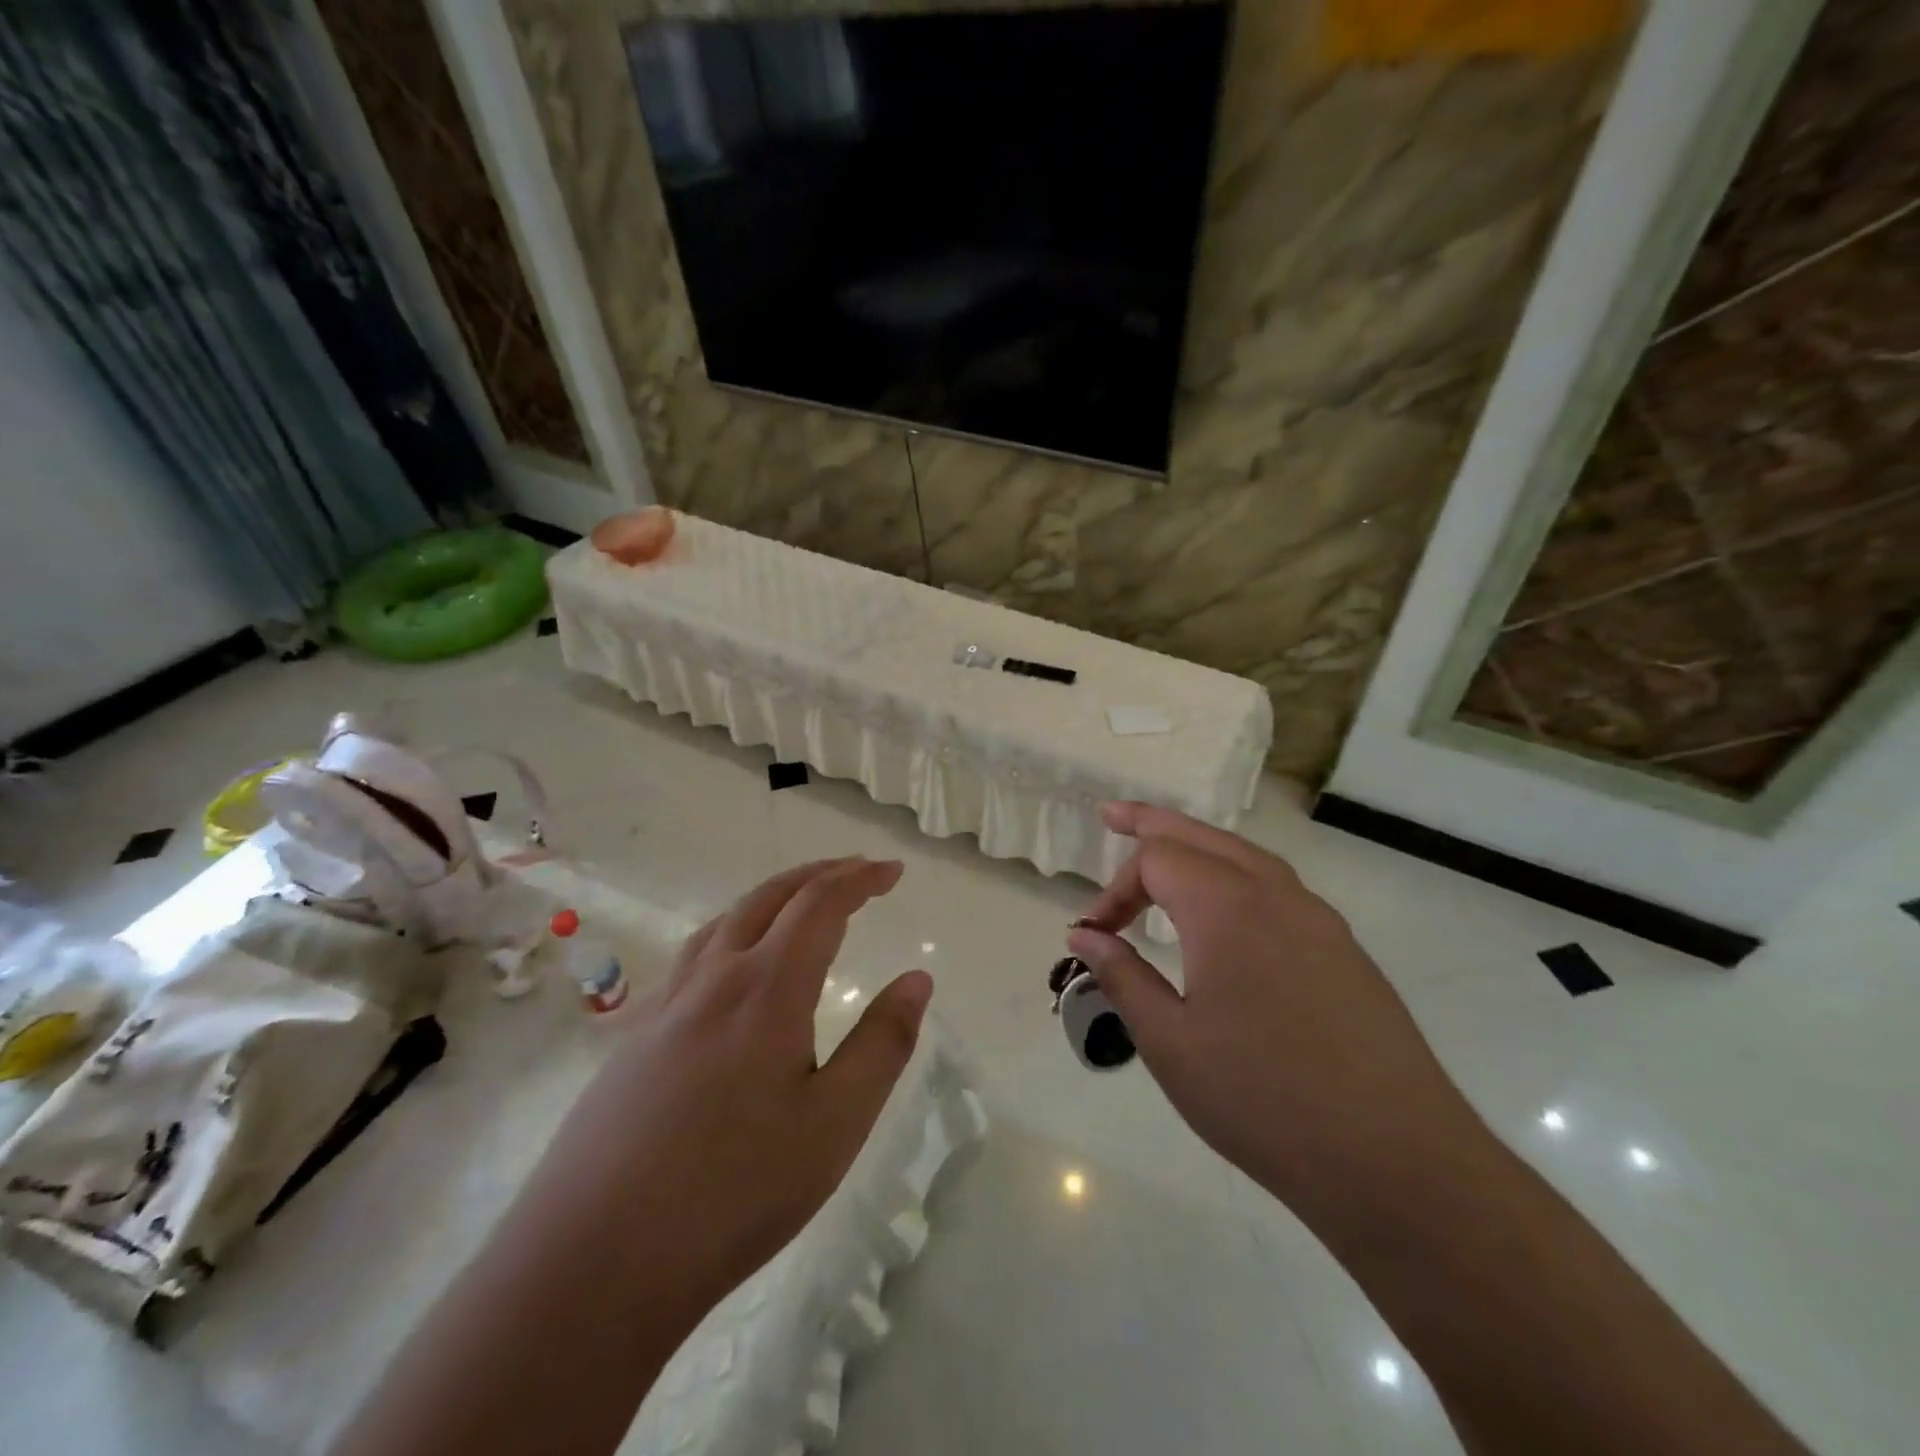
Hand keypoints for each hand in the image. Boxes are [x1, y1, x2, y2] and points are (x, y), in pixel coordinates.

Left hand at [532, 858, 931, 1328]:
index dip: (859, 879)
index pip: (820, 904)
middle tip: (857, 871)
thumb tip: (917, 979)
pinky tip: (729, 972)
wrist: (591, 1263)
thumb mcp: (835, 1124)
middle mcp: (713, 978)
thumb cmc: (734, 1192)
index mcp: (767, 988)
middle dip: (818, 874)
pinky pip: (692, 958)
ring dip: (771, 897)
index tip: (892, 871)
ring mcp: (664, 1005)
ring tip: (799, 904)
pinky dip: (731, 934)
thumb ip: (883, 1043)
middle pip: (769, 897)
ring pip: (724, 921)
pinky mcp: (632, 1039)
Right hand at [1067, 804, 1481, 1219]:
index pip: (1156, 860)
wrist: (1397, 1161)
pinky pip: (1278, 887)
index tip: (1095, 935)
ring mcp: (1318, 918)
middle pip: (1202, 835)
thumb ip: (1121, 976)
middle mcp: (1275, 894)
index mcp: (1226, 907)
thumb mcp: (1170, 1043)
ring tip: (1165, 851)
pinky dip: (1235, 875)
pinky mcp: (1344, 949)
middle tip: (1111, 815)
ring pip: (1245, 855)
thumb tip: (1084, 935)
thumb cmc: (1263, 1100)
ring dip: (1198, 846)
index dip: (1116, 889)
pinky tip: (1227, 911)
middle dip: (1151, 823)